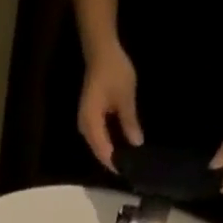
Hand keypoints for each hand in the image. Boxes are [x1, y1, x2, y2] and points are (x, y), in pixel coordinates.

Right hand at [78, 45, 141, 171]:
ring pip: (99, 147)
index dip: (116, 163)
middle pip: (100, 153)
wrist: (100, 50)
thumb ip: (130, 122)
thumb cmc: (113, 71)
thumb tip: (137, 144)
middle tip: (132, 168)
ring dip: (112, 153)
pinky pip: (99, 139)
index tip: (130, 172)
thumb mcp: (125, 97)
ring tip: (128, 159)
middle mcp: (85, 129)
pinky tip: (121, 145)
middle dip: (115, 161)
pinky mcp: (89, 120)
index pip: (104, 152)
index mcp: (92, 124)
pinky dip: (110, 143)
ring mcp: (86, 125)